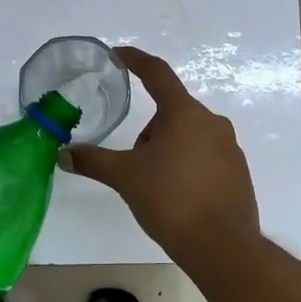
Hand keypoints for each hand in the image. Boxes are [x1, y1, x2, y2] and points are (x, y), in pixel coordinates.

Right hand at [66, 46, 259, 256]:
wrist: (222, 246)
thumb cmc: (171, 200)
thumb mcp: (125, 177)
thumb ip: (93, 161)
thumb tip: (63, 154)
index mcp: (184, 114)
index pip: (157, 74)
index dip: (136, 60)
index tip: (119, 54)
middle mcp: (212, 123)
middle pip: (171, 113)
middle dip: (148, 132)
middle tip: (134, 164)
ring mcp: (229, 148)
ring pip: (187, 136)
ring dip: (167, 150)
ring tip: (156, 186)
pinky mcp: (237, 172)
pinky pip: (204, 157)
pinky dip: (186, 167)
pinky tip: (178, 197)